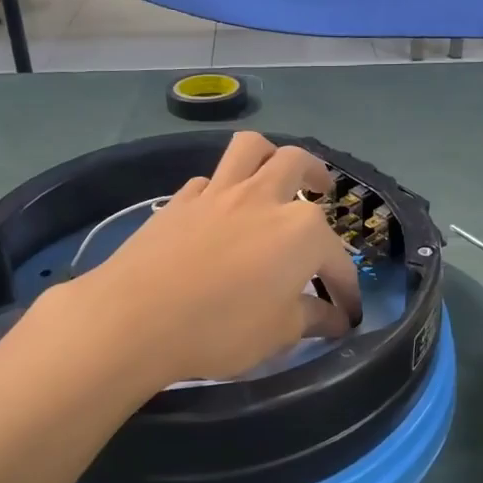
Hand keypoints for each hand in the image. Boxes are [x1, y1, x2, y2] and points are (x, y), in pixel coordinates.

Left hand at [65, 133, 362, 387]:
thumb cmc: (220, 328)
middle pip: (298, 165)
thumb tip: (334, 318)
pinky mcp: (180, 200)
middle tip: (322, 189)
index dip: (346, 289)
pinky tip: (218, 210)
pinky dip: (221, 189)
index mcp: (301, 231)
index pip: (337, 260)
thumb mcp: (278, 334)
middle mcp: (264, 198)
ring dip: (270, 155)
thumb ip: (311, 319)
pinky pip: (208, 180)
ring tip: (274, 172)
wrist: (135, 317)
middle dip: (318, 175)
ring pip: (250, 148)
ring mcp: (218, 193)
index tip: (346, 313)